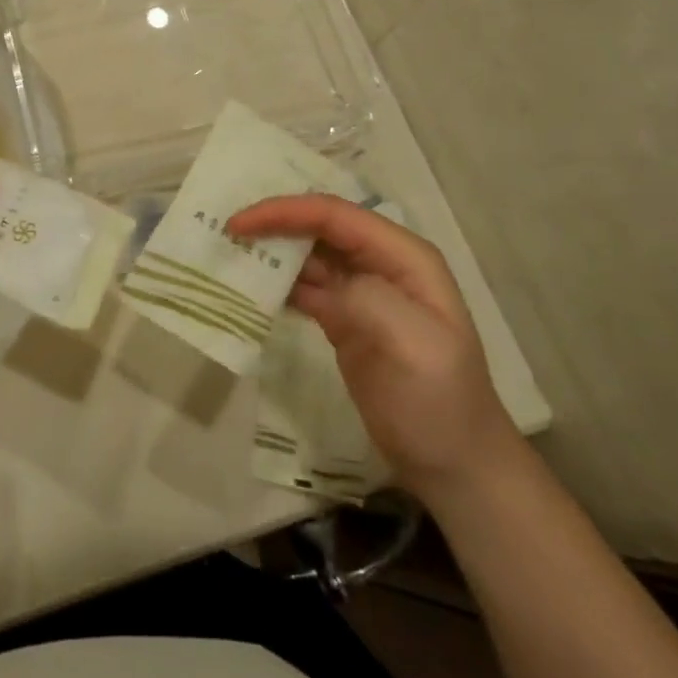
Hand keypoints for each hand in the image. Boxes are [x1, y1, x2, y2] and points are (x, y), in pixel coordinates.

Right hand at [229, 195, 521, 502]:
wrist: (453, 465)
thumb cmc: (438, 401)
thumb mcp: (412, 347)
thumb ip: (367, 300)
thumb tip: (316, 279)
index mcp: (403, 257)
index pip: (336, 216)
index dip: (286, 212)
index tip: (239, 223)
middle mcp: (380, 263)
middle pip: (317, 226)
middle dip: (272, 222)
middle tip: (225, 231)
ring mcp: (360, 290)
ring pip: (306, 254)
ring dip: (269, 250)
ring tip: (226, 252)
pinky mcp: (342, 317)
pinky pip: (302, 286)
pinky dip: (274, 282)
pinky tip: (248, 286)